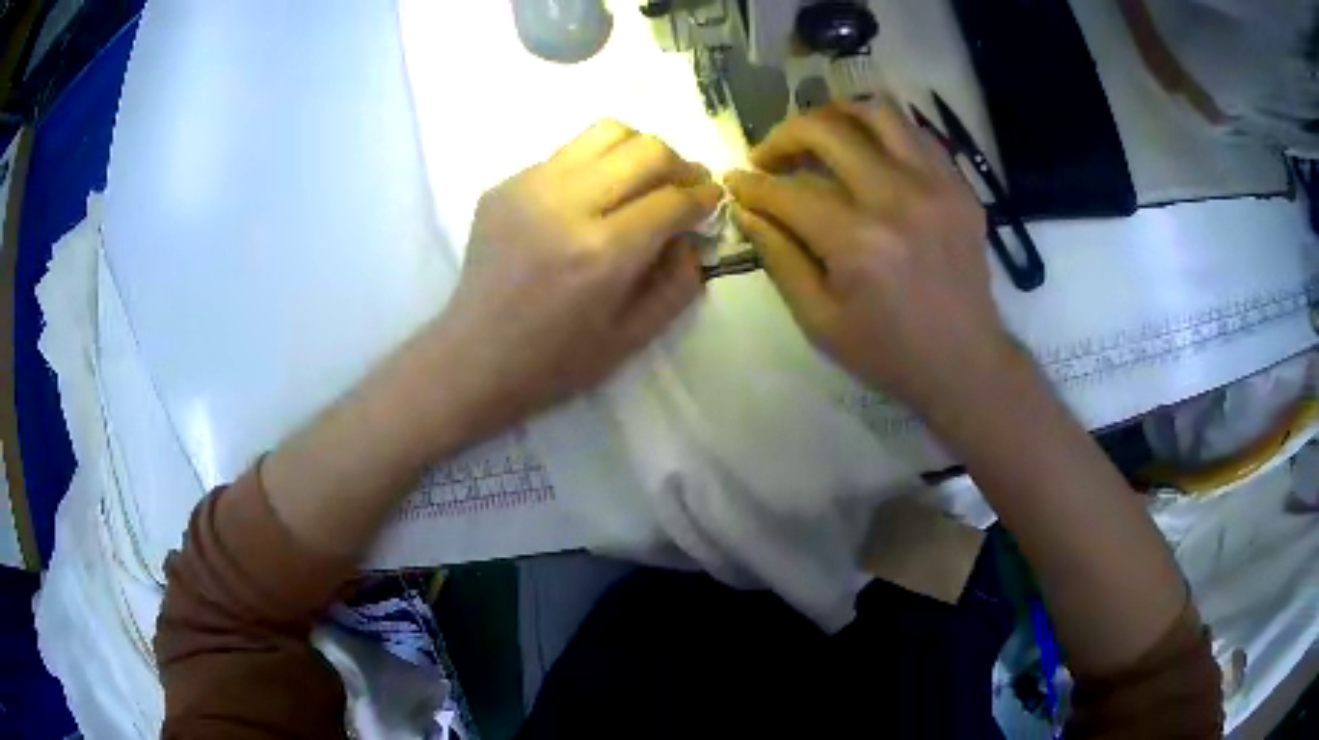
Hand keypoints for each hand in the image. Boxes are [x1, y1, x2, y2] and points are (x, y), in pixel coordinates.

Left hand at [431, 120, 720, 437]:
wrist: (474, 356)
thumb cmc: (556, 361)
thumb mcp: (633, 337)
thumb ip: (678, 284)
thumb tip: (692, 236)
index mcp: (602, 253)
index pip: (672, 199)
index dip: (703, 196)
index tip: (712, 200)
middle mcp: (566, 205)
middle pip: (645, 149)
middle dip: (680, 163)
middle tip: (686, 185)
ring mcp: (529, 187)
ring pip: (606, 132)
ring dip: (639, 150)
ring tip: (645, 178)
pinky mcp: (504, 184)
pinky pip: (567, 153)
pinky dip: (596, 165)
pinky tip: (592, 198)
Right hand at [724, 101, 1018, 414]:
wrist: (967, 363)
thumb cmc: (889, 353)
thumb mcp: (819, 321)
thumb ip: (779, 258)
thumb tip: (748, 211)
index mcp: (858, 242)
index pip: (787, 191)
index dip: (751, 184)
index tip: (735, 181)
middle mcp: (898, 198)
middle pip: (827, 130)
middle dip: (784, 136)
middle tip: (770, 156)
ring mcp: (936, 186)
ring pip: (877, 112)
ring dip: (835, 115)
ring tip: (819, 137)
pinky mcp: (960, 187)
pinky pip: (916, 133)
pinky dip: (882, 132)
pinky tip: (868, 152)